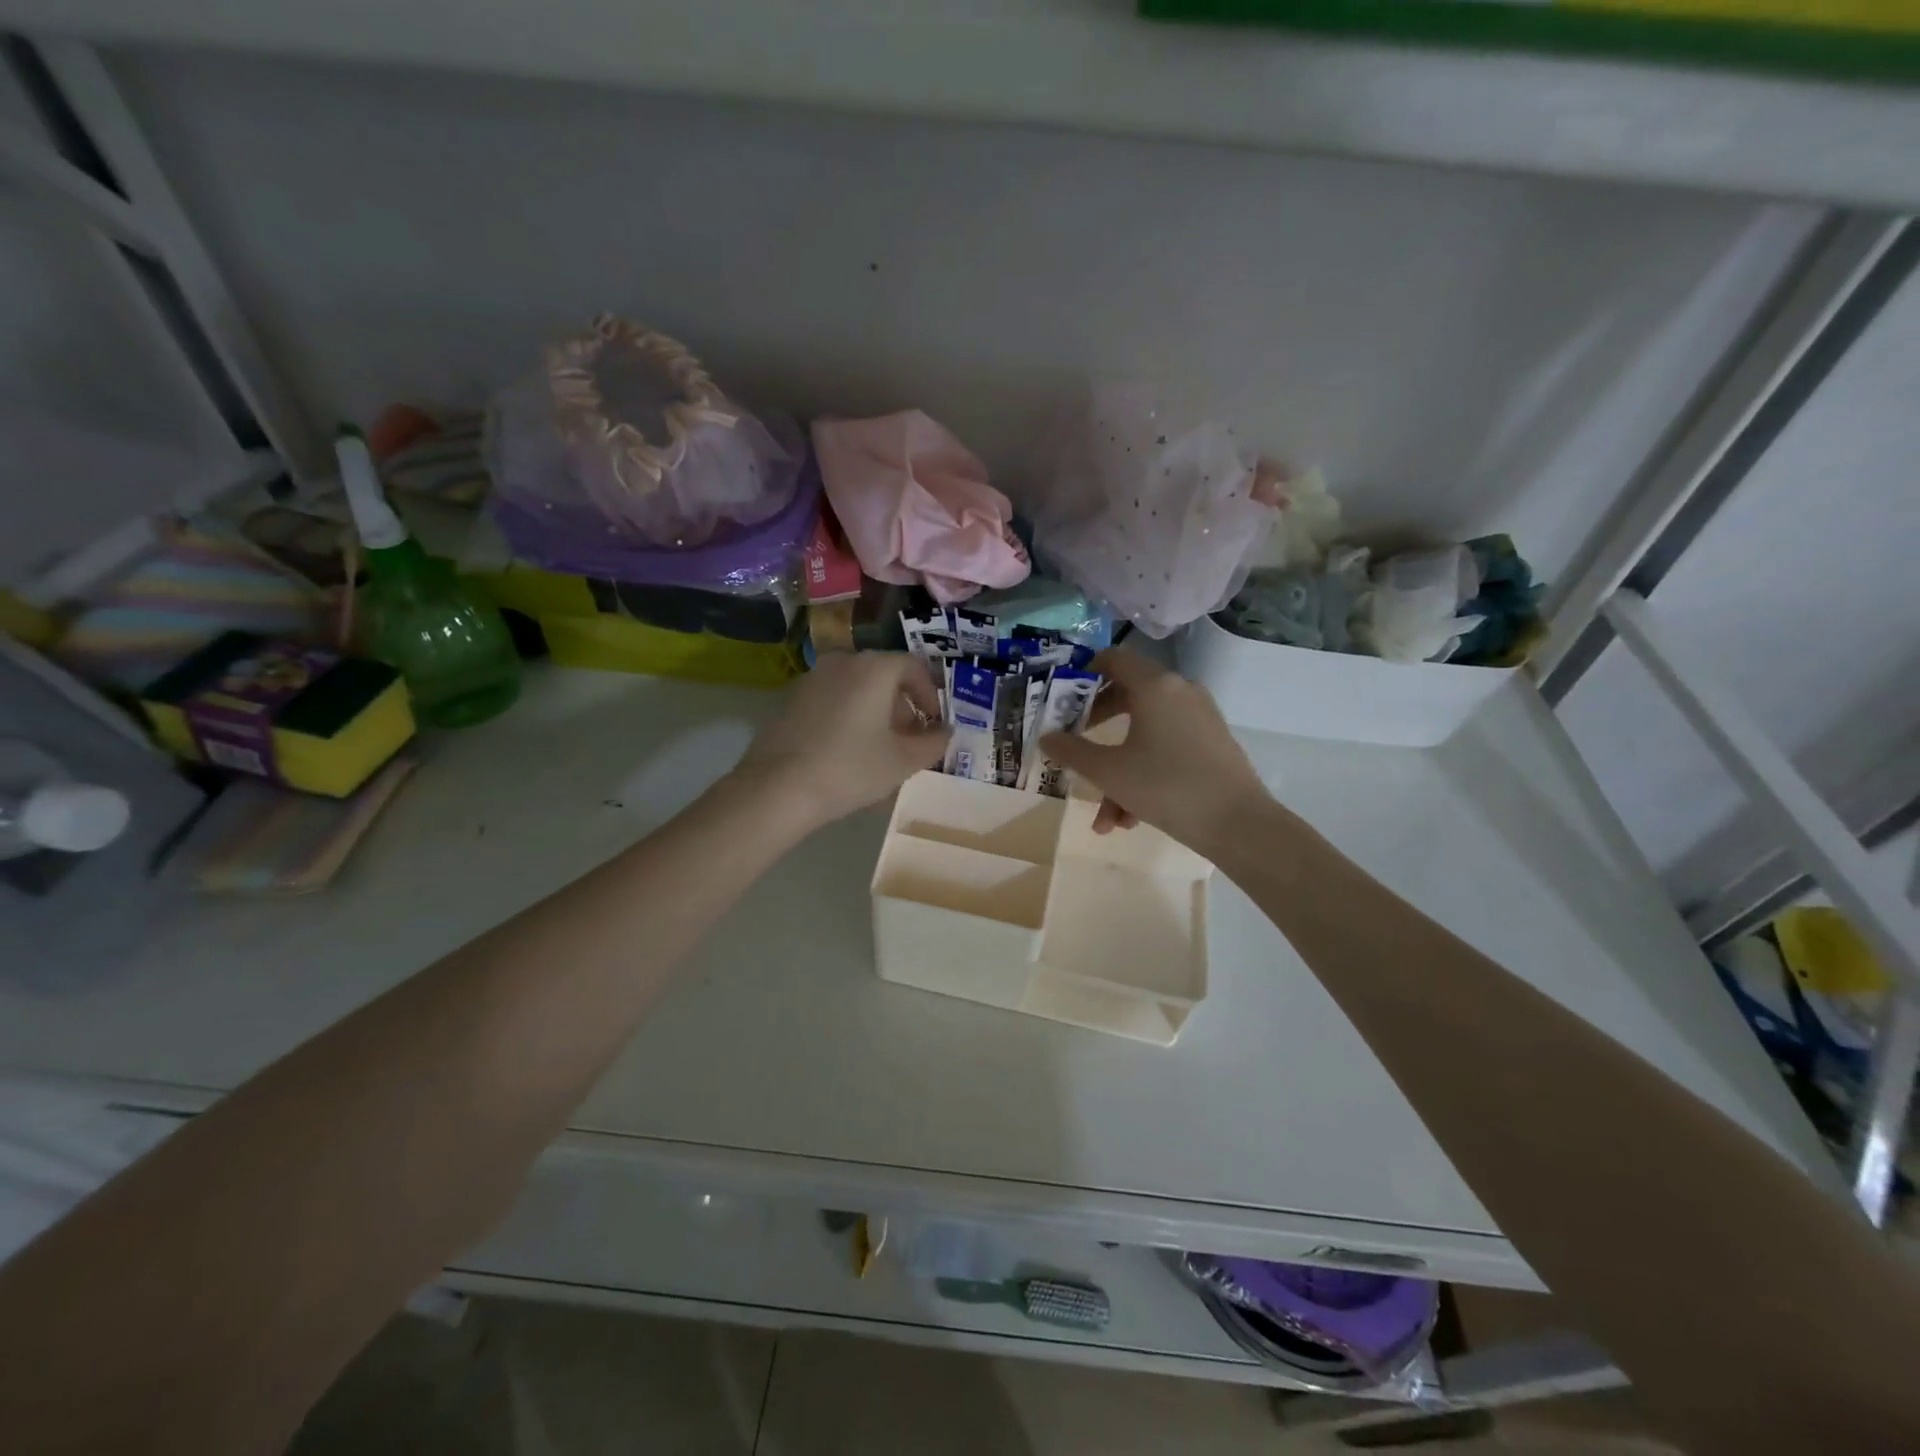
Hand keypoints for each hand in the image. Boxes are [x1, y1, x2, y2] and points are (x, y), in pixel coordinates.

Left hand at [733, 652, 949, 828]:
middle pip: (883, 676)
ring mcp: (811, 679)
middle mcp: (842, 662)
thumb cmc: (851, 769)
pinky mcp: (790, 700)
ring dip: (874, 713)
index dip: (931, 695)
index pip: (914, 667)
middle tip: (909, 741)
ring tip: (878, 750)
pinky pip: (832, 701)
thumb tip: (944, 732)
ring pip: (856, 689)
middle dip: (902, 707)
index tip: (934, 724)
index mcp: (873, 668)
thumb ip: (933, 743)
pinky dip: (848, 717)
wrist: (777, 789)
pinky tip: (846, 752)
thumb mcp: (903, 761)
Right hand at [1039, 648, 1268, 855]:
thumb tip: (1046, 738)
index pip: (1114, 658)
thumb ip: (1072, 751)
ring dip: (1118, 771)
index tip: (1063, 695)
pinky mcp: (1211, 743)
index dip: (1084, 672)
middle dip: (1096, 728)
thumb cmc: (1166, 786)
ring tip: (1104, 818)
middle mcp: (1180, 692)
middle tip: (1074, 745)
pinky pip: (1167, 749)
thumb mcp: (1109, 772)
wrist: (1238, 824)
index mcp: (1155, 686)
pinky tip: (1129, 819)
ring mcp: (1200, 717)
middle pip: (1127, 697)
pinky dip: (1144, 775)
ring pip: (1145, 734)